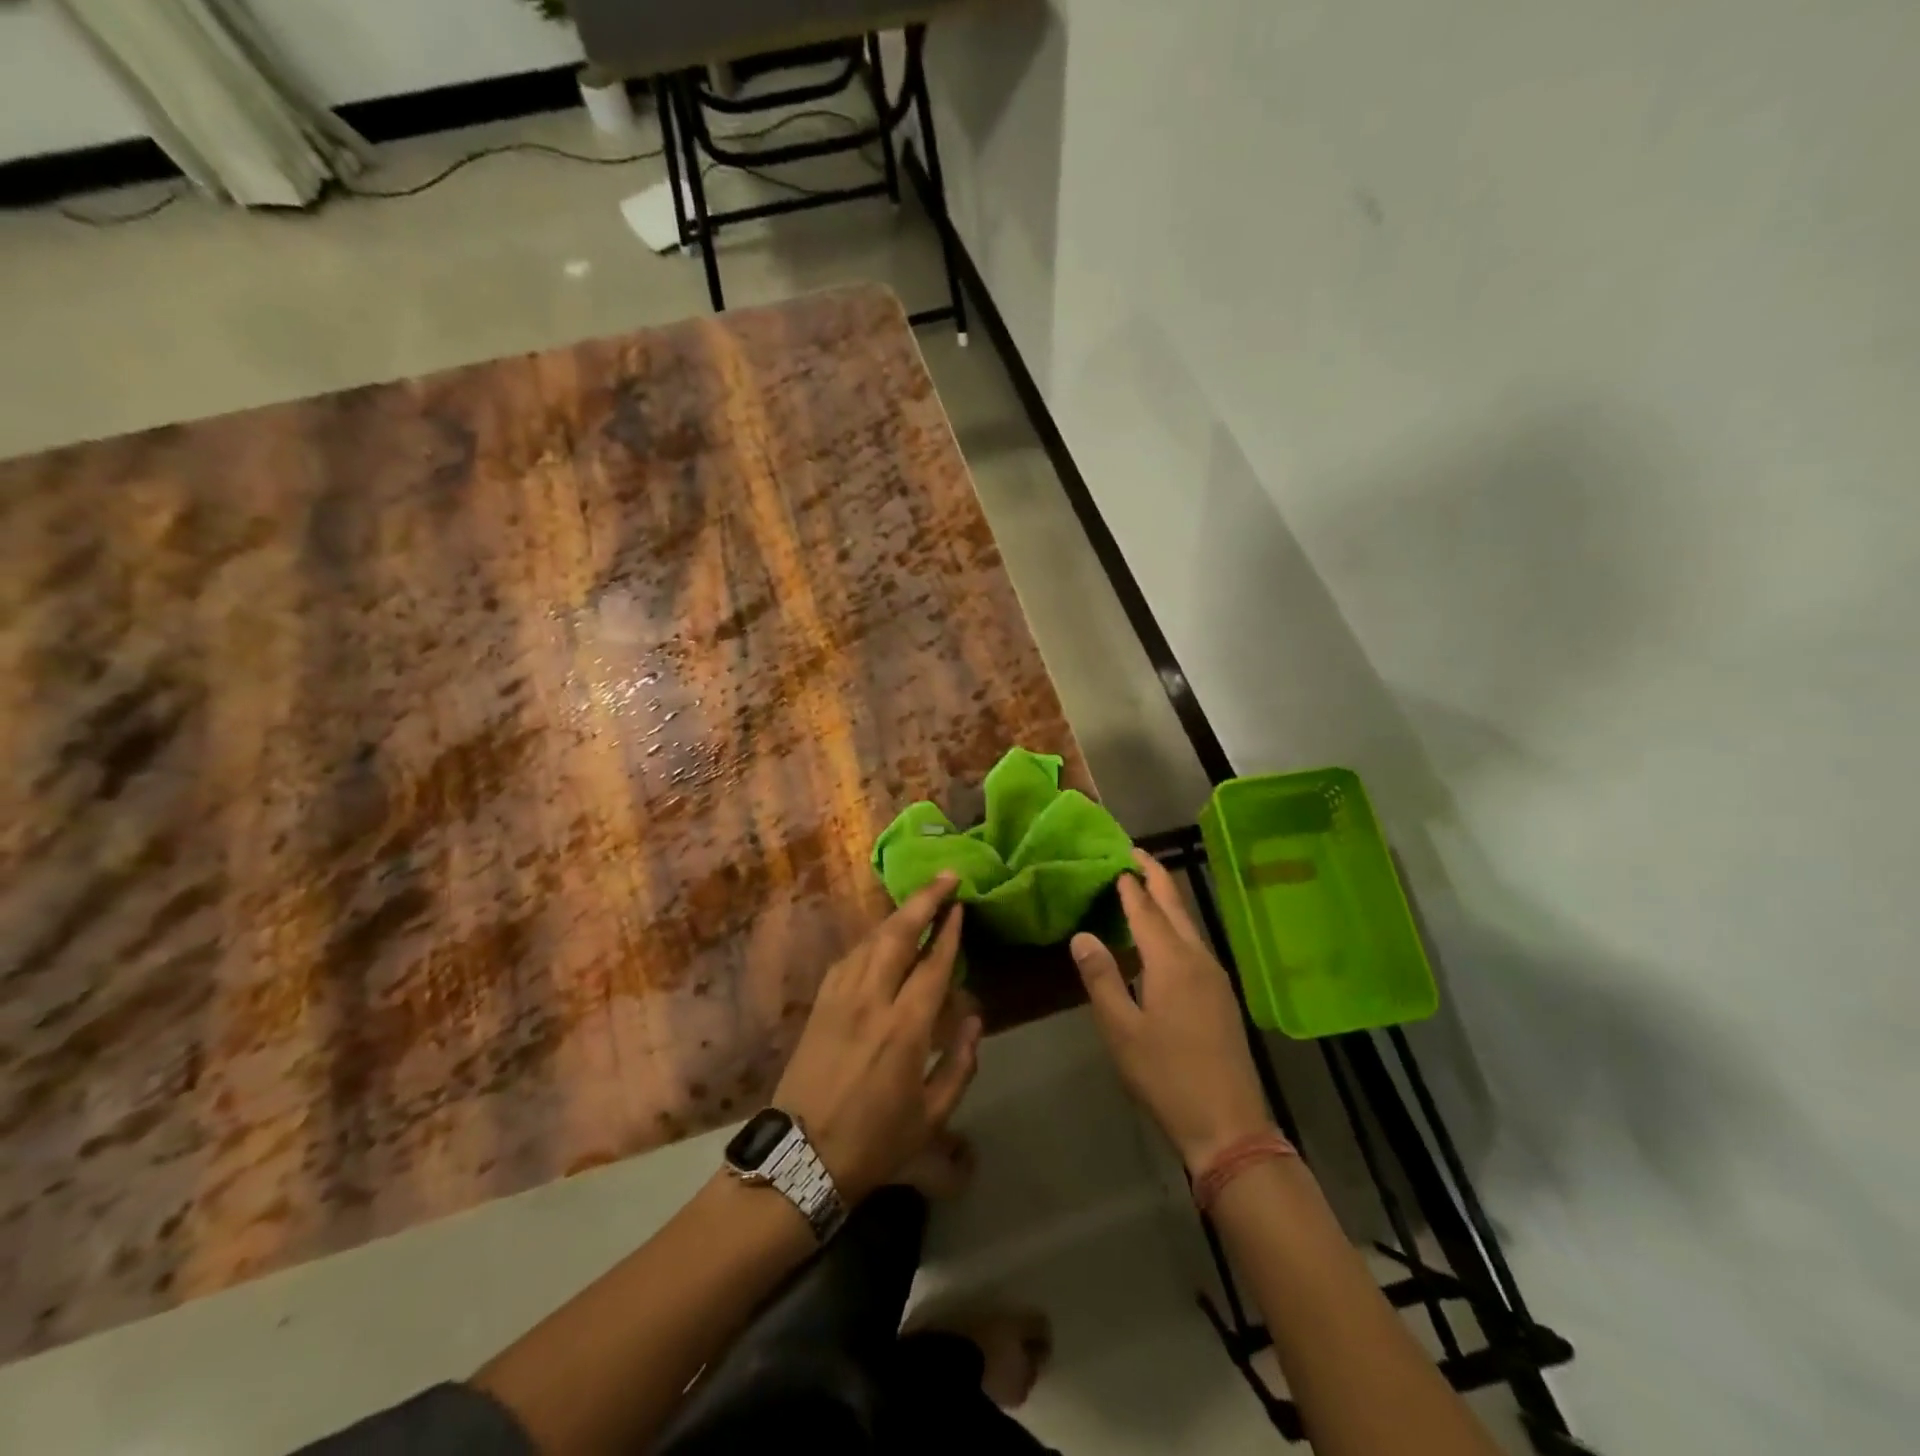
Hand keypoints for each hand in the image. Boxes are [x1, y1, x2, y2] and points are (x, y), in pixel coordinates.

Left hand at [773, 872, 982, 1201]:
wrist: (800, 1160)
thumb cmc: (874, 1142)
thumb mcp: (931, 1116)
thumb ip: (960, 1064)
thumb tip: (974, 1019)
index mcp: (905, 1028)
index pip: (932, 964)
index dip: (949, 932)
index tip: (961, 905)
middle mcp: (871, 1000)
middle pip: (898, 935)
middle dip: (924, 900)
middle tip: (946, 877)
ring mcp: (839, 998)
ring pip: (871, 940)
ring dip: (897, 915)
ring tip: (919, 901)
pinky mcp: (819, 1004)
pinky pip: (849, 957)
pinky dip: (870, 939)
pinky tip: (881, 938)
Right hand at [1070, 849, 1272, 1172]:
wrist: (1229, 1125)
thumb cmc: (1166, 1075)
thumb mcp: (1121, 1030)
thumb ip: (1101, 978)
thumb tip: (1082, 935)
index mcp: (1171, 961)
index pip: (1145, 909)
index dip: (1128, 883)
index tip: (1114, 858)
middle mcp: (1198, 959)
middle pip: (1175, 906)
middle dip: (1155, 876)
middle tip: (1134, 852)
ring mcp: (1215, 977)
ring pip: (1189, 924)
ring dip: (1167, 900)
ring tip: (1143, 886)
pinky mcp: (1221, 995)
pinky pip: (1195, 944)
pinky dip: (1175, 926)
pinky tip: (1163, 938)